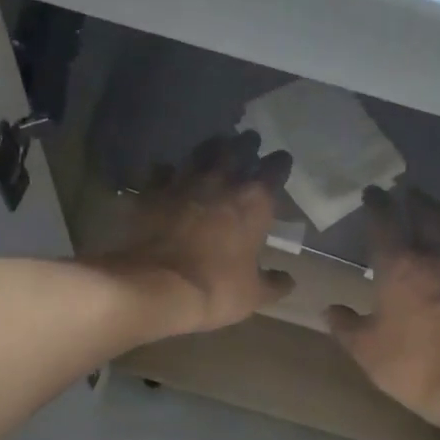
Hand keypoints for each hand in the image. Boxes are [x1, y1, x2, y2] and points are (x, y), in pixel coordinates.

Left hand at [98, 131, 295, 335]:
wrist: (157, 287)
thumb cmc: (216, 289)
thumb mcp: (253, 295)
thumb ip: (273, 283)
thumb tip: (288, 280)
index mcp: (254, 201)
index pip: (275, 169)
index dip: (280, 164)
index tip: (281, 162)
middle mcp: (221, 181)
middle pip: (237, 149)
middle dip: (245, 145)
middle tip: (248, 144)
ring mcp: (183, 182)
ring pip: (199, 153)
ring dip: (208, 151)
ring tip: (212, 152)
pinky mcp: (151, 192)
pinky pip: (160, 172)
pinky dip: (166, 172)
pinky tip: (167, 176)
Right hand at [328, 187, 439, 439]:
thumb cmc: (410, 364)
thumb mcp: (365, 349)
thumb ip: (345, 326)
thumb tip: (330, 310)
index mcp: (399, 268)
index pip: (385, 223)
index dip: (377, 204)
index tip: (371, 192)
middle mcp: (435, 260)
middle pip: (429, 216)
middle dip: (417, 200)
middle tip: (410, 192)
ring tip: (439, 209)